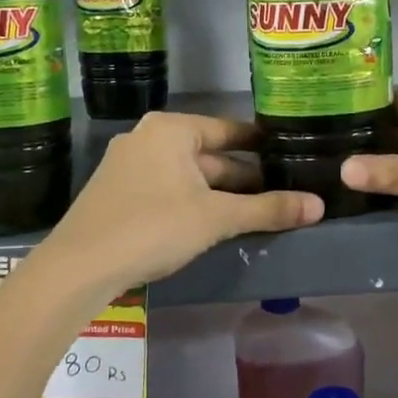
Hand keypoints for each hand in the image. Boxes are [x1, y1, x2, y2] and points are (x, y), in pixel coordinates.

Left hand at [38, 112, 322, 295]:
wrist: (78, 267)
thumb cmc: (153, 227)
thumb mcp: (217, 218)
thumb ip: (268, 209)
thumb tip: (318, 206)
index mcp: (172, 130)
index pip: (230, 130)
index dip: (261, 145)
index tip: (290, 155)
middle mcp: (148, 138)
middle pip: (210, 154)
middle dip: (244, 176)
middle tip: (283, 192)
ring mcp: (129, 166)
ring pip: (189, 175)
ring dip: (221, 193)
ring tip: (258, 211)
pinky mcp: (118, 194)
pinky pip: (169, 189)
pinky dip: (195, 202)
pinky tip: (214, 224)